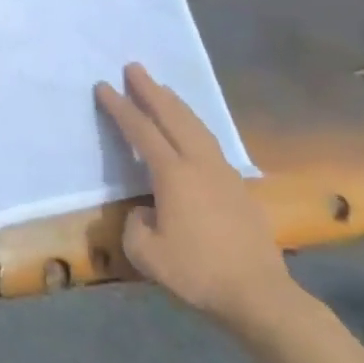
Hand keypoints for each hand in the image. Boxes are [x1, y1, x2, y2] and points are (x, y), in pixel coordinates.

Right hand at [95, 64, 295, 335]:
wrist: (260, 295)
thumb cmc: (198, 272)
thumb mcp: (146, 254)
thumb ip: (135, 224)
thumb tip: (146, 211)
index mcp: (173, 174)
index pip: (141, 131)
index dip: (120, 107)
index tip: (104, 86)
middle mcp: (199, 164)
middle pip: (173, 117)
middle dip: (151, 90)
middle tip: (134, 67)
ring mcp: (224, 173)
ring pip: (196, 126)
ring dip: (176, 104)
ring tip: (163, 89)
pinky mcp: (240, 188)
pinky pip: (211, 143)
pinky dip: (195, 126)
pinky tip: (193, 131)